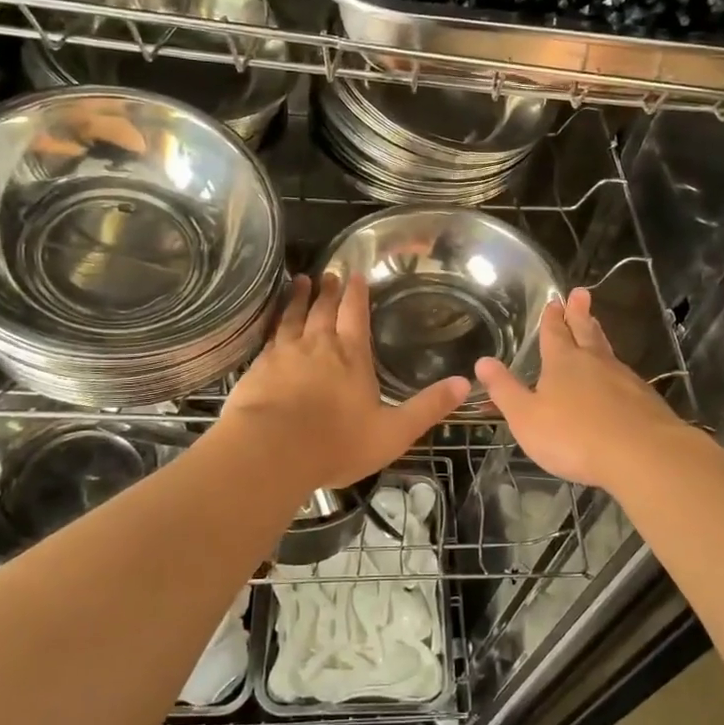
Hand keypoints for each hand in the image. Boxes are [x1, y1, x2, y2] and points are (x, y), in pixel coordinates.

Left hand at [218, 272, 468, 497]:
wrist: (271, 451)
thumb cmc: (337, 442)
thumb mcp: (394, 432)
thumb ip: (428, 407)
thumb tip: (466, 383)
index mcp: (351, 356)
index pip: (355, 314)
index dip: (356, 293)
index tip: (355, 274)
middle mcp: (318, 346)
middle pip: (324, 310)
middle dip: (329, 291)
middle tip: (329, 273)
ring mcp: (284, 354)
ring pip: (293, 317)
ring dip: (298, 298)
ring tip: (300, 282)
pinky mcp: (257, 368)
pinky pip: (268, 336)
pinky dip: (273, 322)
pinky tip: (271, 322)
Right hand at [476, 287, 690, 490]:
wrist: (641, 454)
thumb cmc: (574, 436)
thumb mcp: (526, 417)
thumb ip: (505, 390)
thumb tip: (483, 361)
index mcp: (563, 363)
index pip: (555, 333)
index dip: (552, 317)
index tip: (555, 300)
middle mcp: (594, 362)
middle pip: (585, 331)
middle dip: (580, 313)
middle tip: (581, 293)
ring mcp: (623, 379)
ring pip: (607, 351)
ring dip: (598, 336)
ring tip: (595, 325)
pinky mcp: (644, 399)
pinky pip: (624, 375)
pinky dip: (615, 369)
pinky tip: (617, 377)